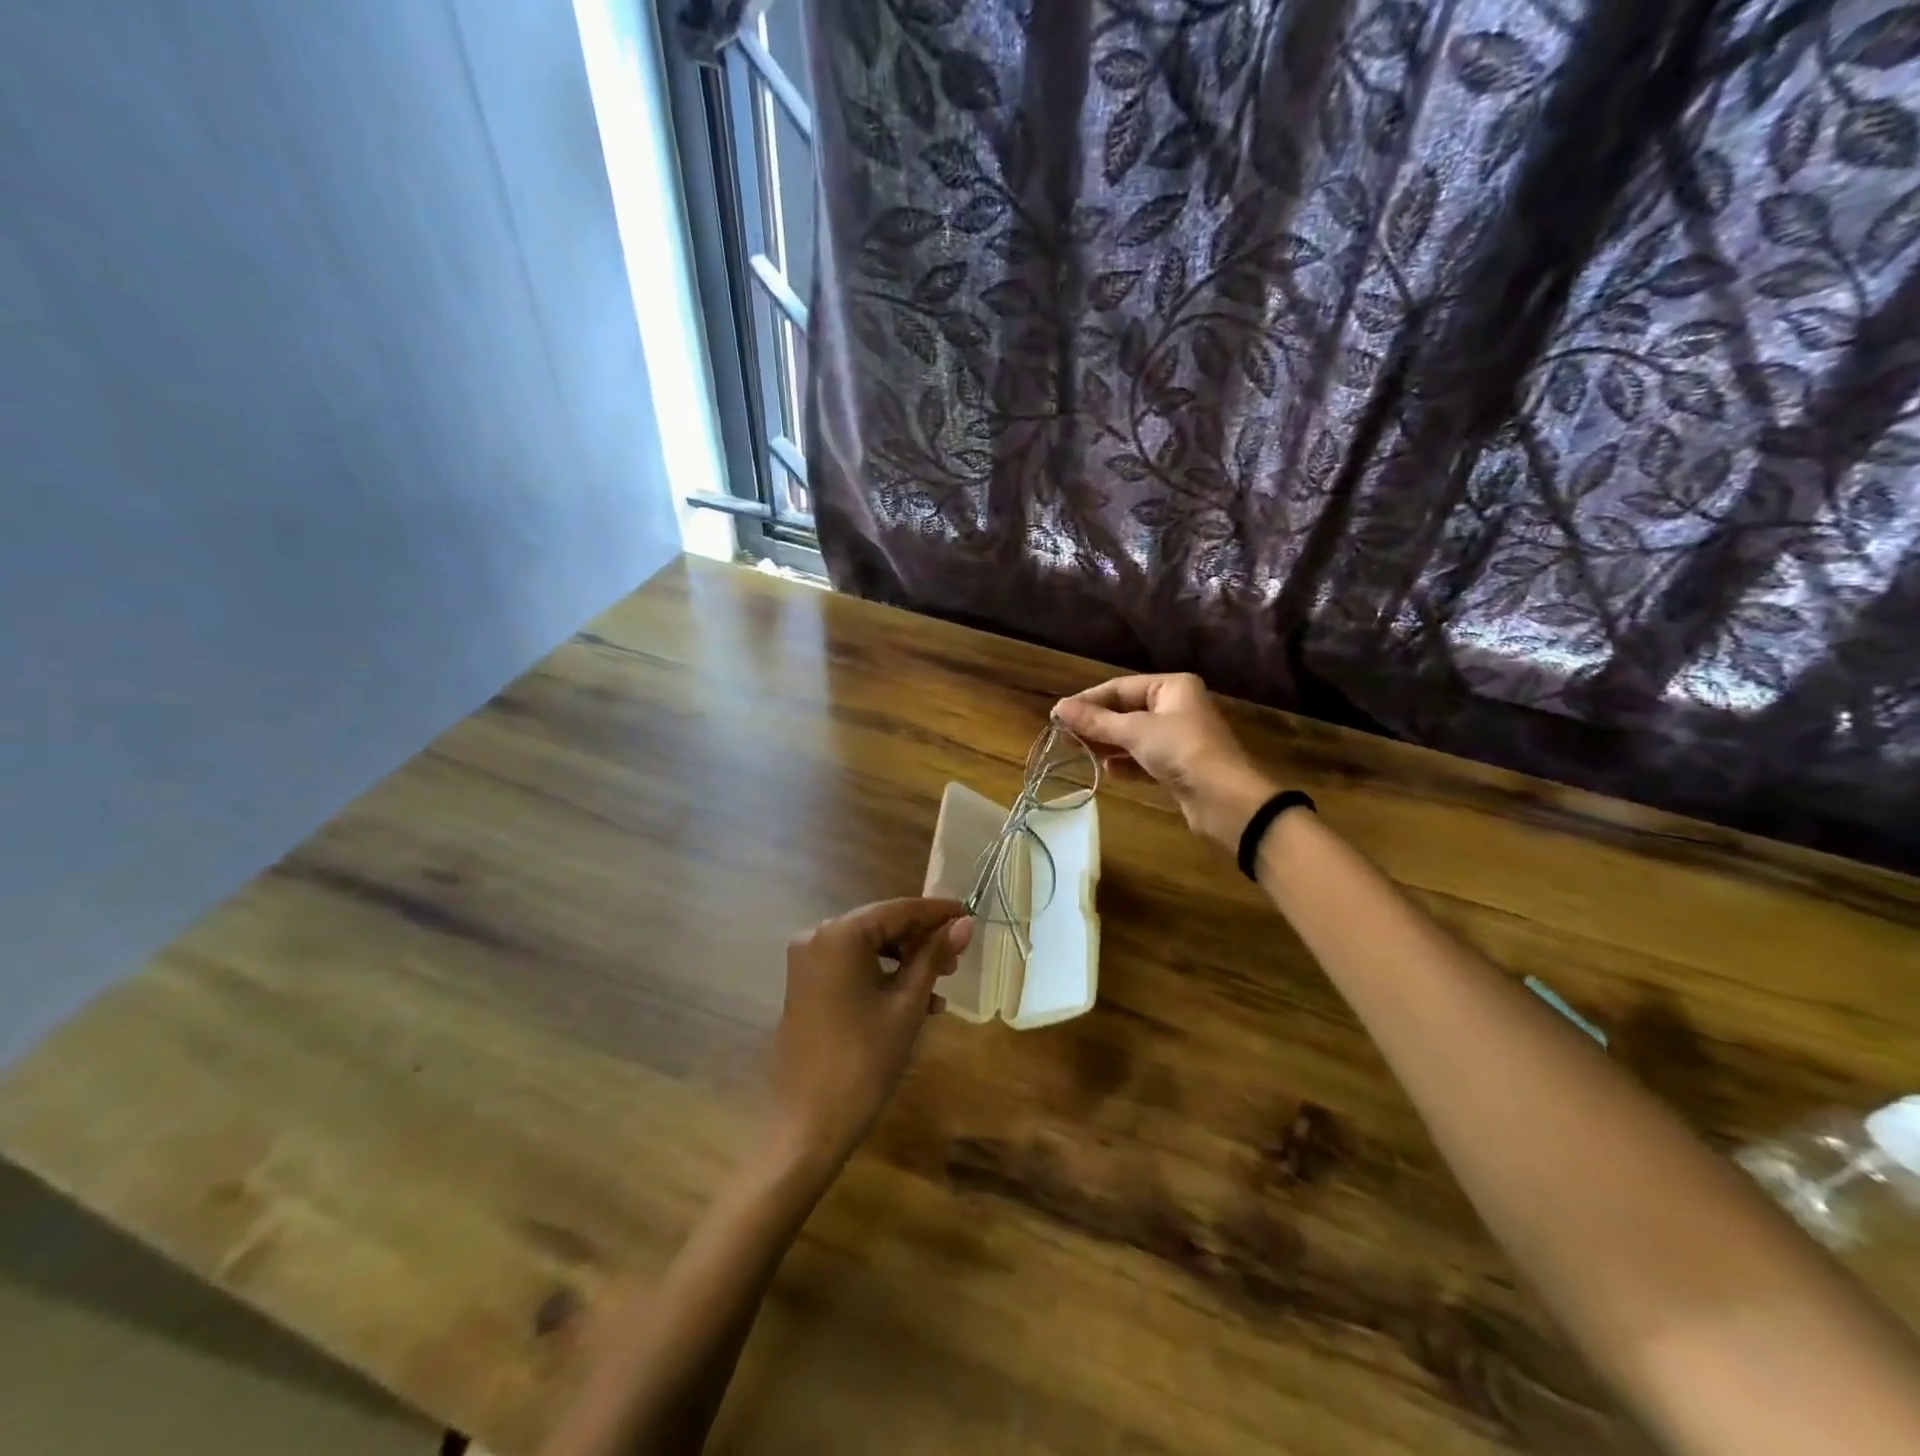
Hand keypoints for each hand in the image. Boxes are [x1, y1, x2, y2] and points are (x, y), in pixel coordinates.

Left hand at [770, 898, 971, 1168]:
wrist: (809, 1123)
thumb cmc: (864, 1059)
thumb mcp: (908, 1004)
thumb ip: (934, 956)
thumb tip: (964, 924)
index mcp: (840, 934)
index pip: (899, 909)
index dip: (936, 912)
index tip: (968, 913)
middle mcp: (817, 937)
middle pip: (881, 925)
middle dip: (921, 939)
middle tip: (958, 958)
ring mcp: (807, 962)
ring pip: (868, 947)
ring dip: (905, 960)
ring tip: (940, 985)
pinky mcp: (806, 985)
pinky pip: (851, 966)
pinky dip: (882, 976)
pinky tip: (914, 1002)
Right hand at [1054, 674, 1275, 849]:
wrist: (1224, 799)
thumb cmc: (1181, 750)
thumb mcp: (1134, 731)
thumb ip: (1095, 721)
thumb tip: (1058, 707)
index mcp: (1171, 687)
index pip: (1119, 688)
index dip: (1087, 701)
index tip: (1057, 716)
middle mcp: (1176, 707)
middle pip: (1125, 711)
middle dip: (1096, 724)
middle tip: (1063, 737)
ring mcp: (1179, 738)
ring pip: (1133, 736)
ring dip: (1108, 744)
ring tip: (1079, 753)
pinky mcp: (1178, 767)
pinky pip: (1144, 759)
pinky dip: (1126, 764)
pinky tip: (1109, 772)